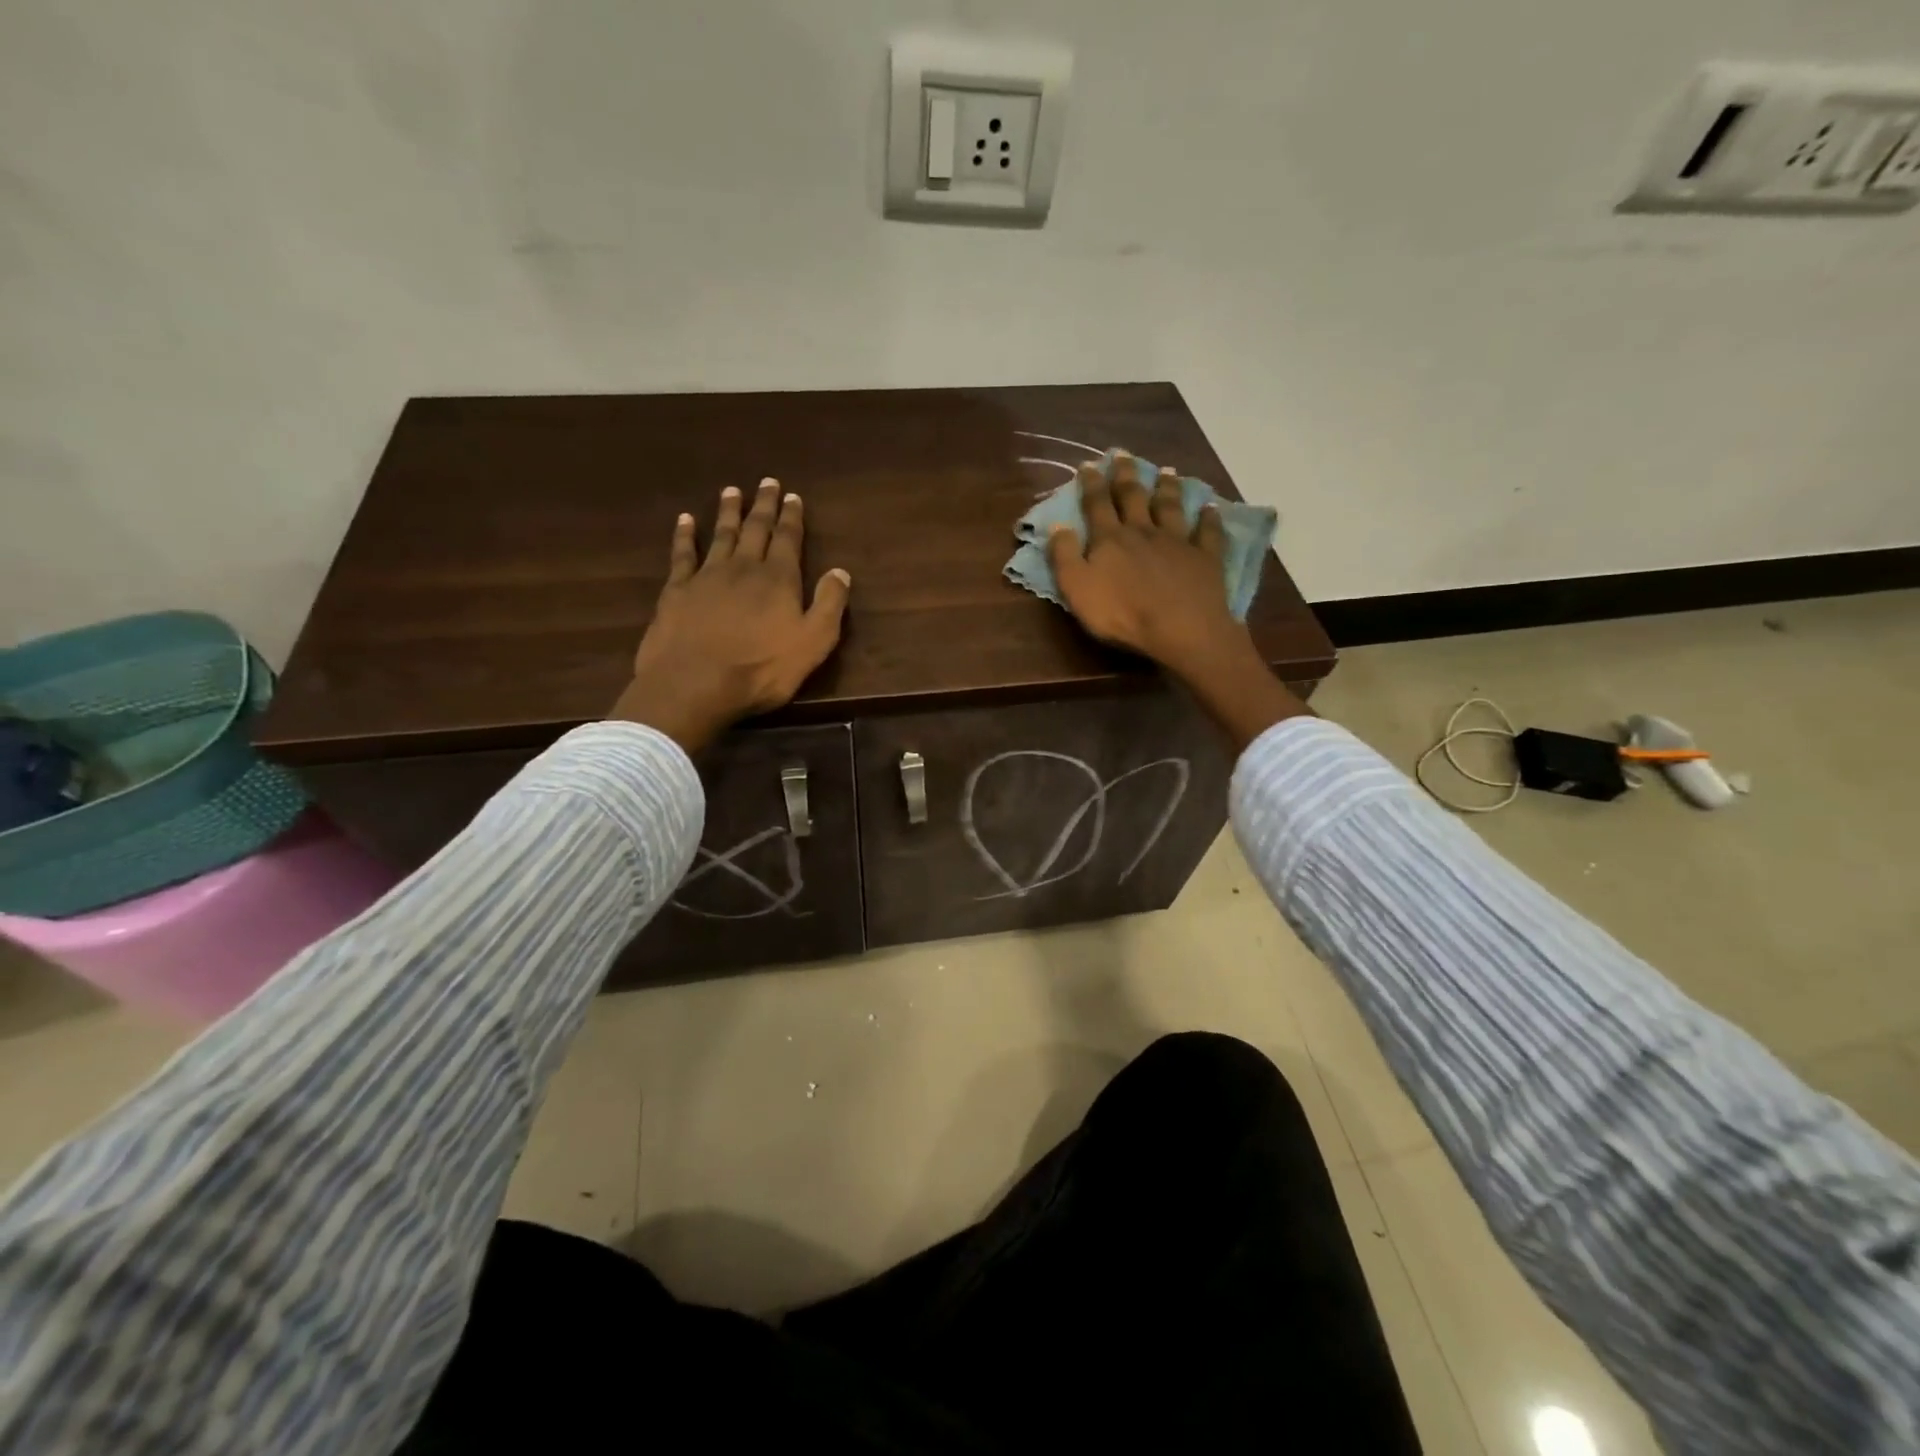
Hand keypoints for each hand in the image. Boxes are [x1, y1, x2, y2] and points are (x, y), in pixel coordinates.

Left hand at [613, 479, 850, 752]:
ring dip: (729, 512)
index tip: (793, 496)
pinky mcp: (677, 590)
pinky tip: (686, 520)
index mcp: (779, 579)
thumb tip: (840, 571)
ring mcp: (707, 576)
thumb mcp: (813, 643)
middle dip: (764, 506)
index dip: (792, 517)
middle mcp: (744, 567)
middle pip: (756, 529)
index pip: (788, 540)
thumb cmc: (761, 669)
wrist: (695, 683)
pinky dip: (685, 535)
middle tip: (767, 482)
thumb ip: (829, 605)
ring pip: (721, 535)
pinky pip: (683, 554)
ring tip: (732, 491)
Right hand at [1044, 451, 1244, 675]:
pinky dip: (1208, 518)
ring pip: (1171, 507)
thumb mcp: (1077, 589)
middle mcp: (1143, 530)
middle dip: (1126, 474)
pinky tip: (1210, 507)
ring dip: (1167, 488)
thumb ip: (1064, 556)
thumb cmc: (1122, 613)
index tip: (1088, 464)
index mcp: (1110, 539)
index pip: (1097, 504)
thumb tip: (1057, 524)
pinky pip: (1207, 532)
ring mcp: (1178, 541)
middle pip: (1133, 496)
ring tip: (1167, 471)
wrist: (1180, 629)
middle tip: (1123, 453)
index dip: (1090, 484)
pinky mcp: (1205, 557)